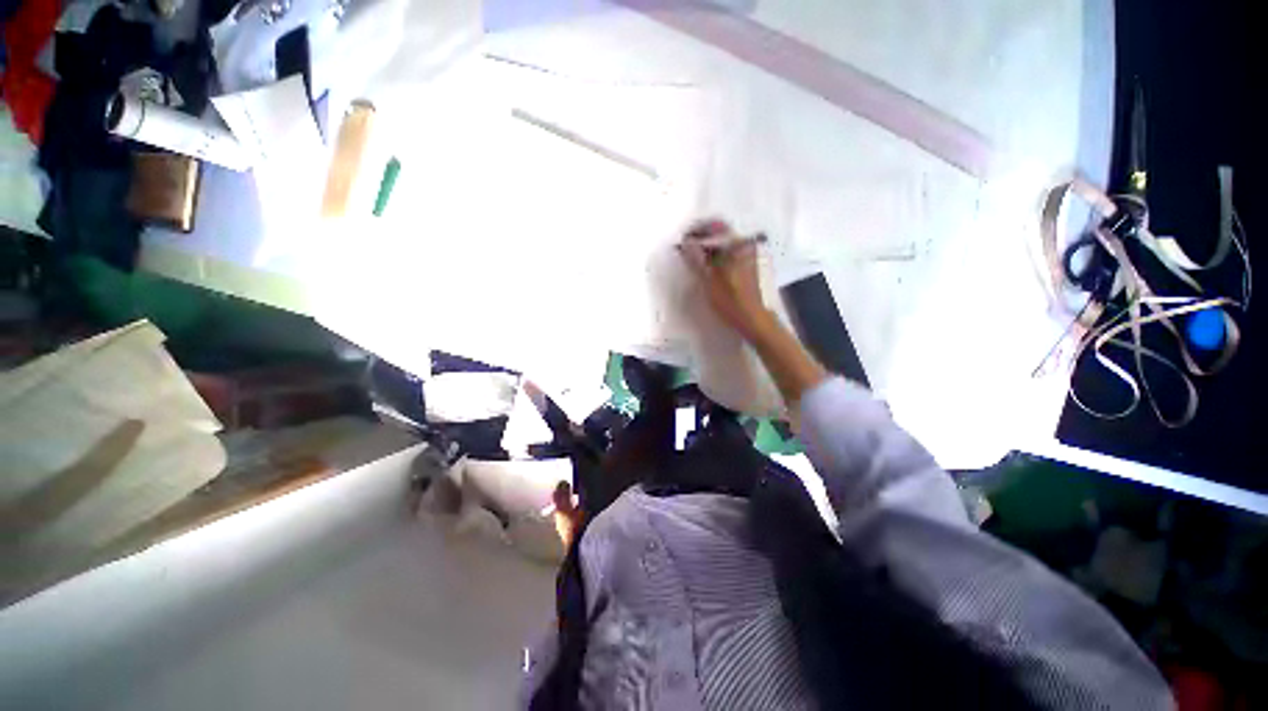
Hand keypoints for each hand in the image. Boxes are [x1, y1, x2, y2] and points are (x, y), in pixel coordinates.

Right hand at [678, 219, 774, 340]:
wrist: (756, 321)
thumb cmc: (732, 301)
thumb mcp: (709, 281)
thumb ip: (697, 259)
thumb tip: (685, 243)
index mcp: (737, 245)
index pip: (715, 225)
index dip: (697, 230)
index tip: (684, 240)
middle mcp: (747, 245)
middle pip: (722, 234)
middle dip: (703, 239)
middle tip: (688, 251)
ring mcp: (752, 256)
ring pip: (726, 245)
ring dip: (711, 249)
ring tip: (697, 261)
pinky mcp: (753, 267)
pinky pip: (732, 254)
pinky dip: (720, 257)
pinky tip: (711, 269)